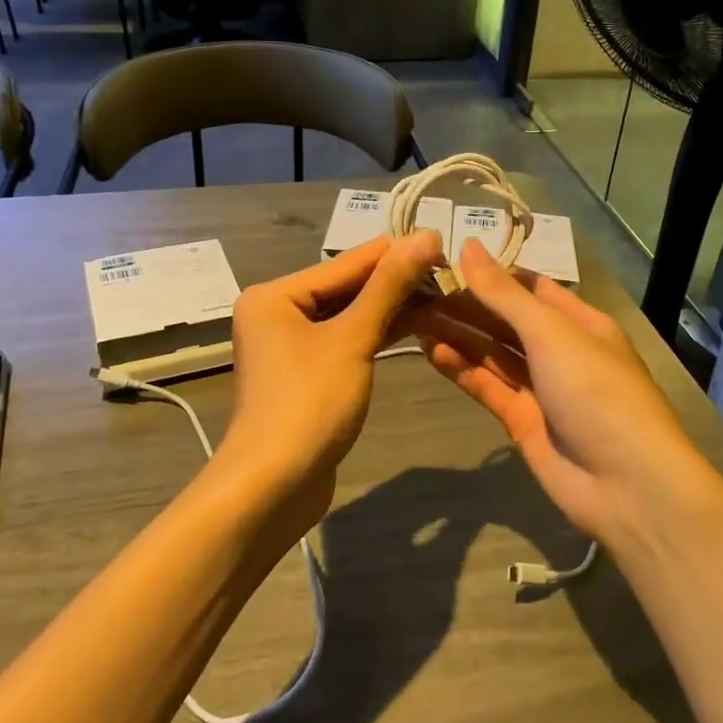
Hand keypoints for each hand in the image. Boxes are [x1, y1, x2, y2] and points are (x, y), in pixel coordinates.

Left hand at [220, 232, 444, 530]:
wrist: (273, 487)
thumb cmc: (309, 403)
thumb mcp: (353, 339)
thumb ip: (388, 287)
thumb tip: (425, 236)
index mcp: (275, 295)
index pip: (346, 263)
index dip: (396, 253)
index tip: (443, 242)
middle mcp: (277, 313)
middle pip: (346, 288)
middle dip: (395, 283)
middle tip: (449, 272)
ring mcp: (289, 346)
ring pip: (348, 316)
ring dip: (391, 309)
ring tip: (442, 295)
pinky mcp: (305, 374)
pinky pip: (345, 341)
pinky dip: (376, 334)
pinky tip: (415, 325)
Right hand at [411, 239, 710, 551]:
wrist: (625, 484)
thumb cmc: (595, 390)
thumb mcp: (551, 332)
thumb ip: (504, 294)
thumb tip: (469, 246)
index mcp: (579, 321)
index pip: (530, 287)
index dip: (492, 274)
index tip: (447, 260)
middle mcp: (560, 350)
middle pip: (506, 321)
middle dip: (467, 306)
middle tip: (418, 293)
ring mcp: (541, 388)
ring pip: (493, 354)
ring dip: (459, 336)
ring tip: (415, 319)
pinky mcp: (523, 421)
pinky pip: (488, 387)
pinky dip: (463, 370)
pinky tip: (433, 352)